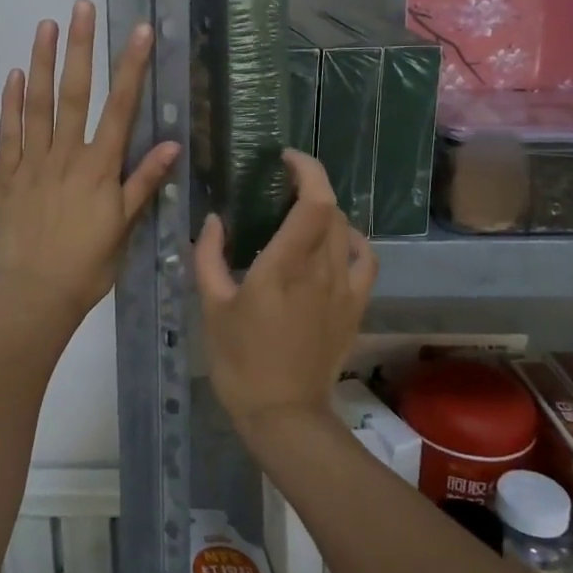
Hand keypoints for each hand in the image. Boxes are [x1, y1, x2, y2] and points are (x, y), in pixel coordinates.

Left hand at [0, 0, 179, 325]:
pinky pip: (8, 133)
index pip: (120, 109)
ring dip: (43, 63)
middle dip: (81, 48)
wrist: (36, 295)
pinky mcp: (5, 176)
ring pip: (38, 105)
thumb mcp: (124, 228)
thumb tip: (171, 143)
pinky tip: (15, 75)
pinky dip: (11, 103)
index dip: (131, 68)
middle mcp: (66, 156)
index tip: (139, 31)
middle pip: (75, 94)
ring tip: (46, 26)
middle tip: (82, 7)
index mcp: (99, 168)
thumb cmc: (87, 265)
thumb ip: (143, 183)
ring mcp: (32, 163)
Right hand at [196, 151, 376, 440]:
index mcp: (284, 265)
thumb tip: (212, 220)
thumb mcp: (213, 307)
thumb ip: (208, 257)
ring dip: (326, 211)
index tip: (285, 158)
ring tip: (302, 212)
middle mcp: (320, 269)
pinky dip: (354, 240)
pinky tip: (337, 241)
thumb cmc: (240, 360)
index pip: (314, 201)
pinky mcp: (354, 306)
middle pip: (331, 209)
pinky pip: (363, 260)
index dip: (307, 170)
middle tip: (282, 184)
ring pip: (346, 230)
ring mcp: (343, 288)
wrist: (284, 413)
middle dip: (311, 185)